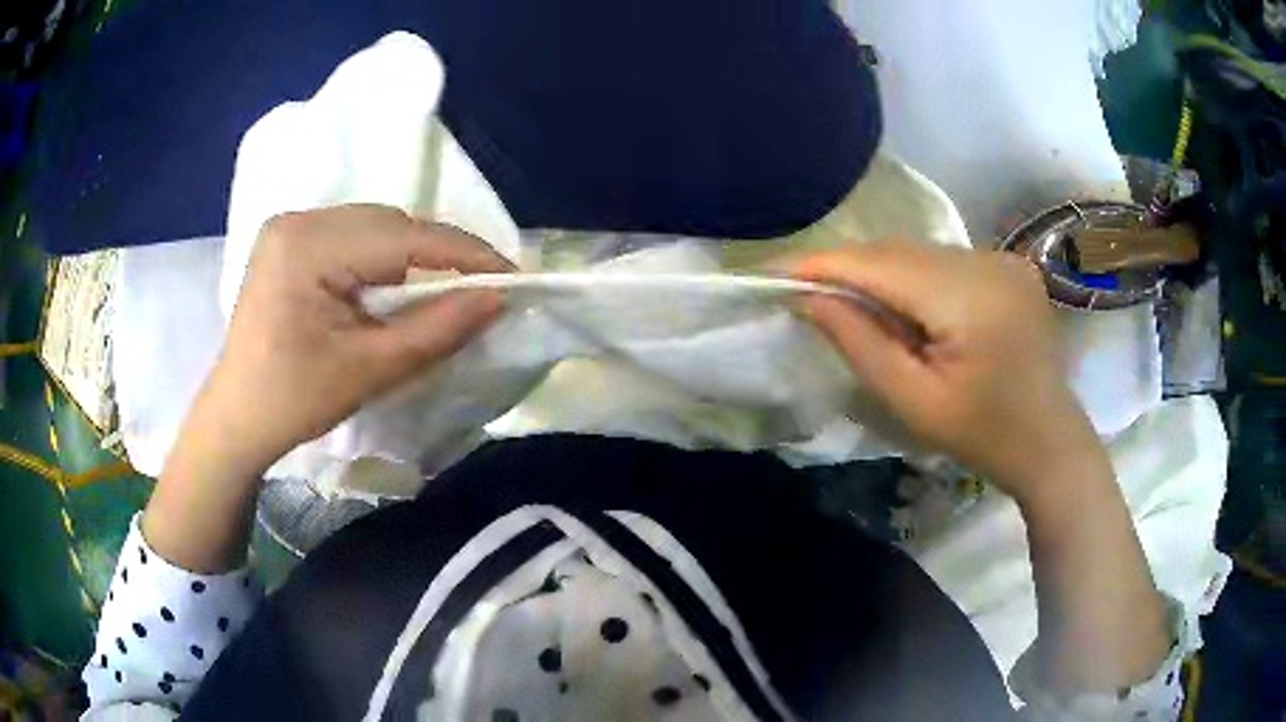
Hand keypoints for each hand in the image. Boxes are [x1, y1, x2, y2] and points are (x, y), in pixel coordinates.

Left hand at [203, 204, 511, 475]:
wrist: (236, 418)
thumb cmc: (293, 402)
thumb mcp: (369, 371)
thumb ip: (436, 329)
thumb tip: (498, 299)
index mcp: (307, 247)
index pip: (403, 236)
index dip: (464, 253)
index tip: (513, 275)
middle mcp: (298, 220)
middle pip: (389, 224)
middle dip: (439, 255)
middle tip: (481, 289)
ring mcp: (290, 226)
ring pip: (374, 226)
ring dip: (412, 256)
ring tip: (443, 290)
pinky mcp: (289, 240)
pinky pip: (353, 236)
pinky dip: (384, 259)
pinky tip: (395, 287)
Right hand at [793, 241, 1101, 505]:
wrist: (1050, 442)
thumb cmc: (983, 436)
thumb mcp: (914, 403)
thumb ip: (861, 344)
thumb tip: (809, 298)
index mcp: (970, 298)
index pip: (880, 265)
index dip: (823, 264)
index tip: (772, 270)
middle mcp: (988, 261)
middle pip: (899, 252)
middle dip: (849, 268)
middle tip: (804, 291)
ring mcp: (1003, 259)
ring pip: (920, 253)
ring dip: (880, 273)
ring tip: (853, 304)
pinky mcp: (1009, 265)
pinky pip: (944, 261)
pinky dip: (913, 277)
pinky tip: (907, 308)